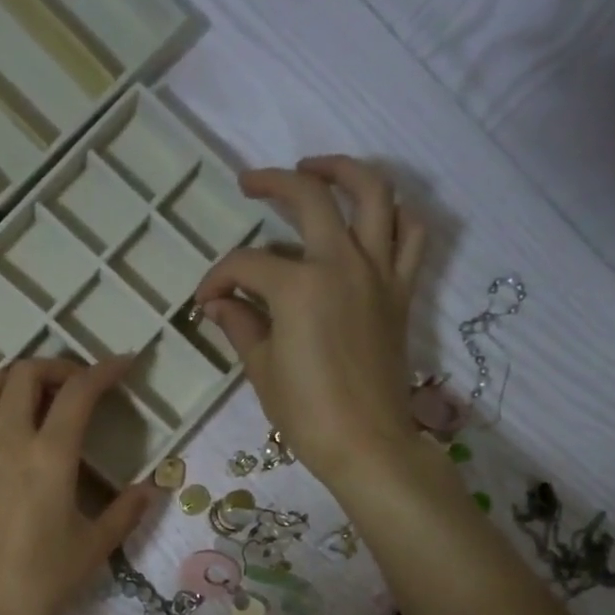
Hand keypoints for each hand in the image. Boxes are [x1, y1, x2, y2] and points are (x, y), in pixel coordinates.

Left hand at [0, 356, 156, 614]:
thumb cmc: (38, 584)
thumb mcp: (92, 549)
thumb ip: (125, 512)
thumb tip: (151, 488)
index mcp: (49, 457)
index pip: (79, 392)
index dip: (104, 370)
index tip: (123, 364)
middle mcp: (6, 441)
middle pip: (25, 374)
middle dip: (56, 368)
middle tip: (74, 387)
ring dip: (12, 382)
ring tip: (30, 402)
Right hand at [193, 156, 425, 484]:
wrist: (367, 443)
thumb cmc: (307, 412)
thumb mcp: (262, 368)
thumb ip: (240, 324)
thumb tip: (217, 303)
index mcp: (299, 286)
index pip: (246, 265)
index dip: (217, 278)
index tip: (204, 301)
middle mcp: (342, 264)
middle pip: (310, 197)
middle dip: (273, 182)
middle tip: (250, 183)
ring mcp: (379, 273)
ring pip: (374, 195)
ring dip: (345, 171)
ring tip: (318, 170)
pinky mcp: (401, 290)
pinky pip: (411, 236)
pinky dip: (397, 215)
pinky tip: (373, 217)